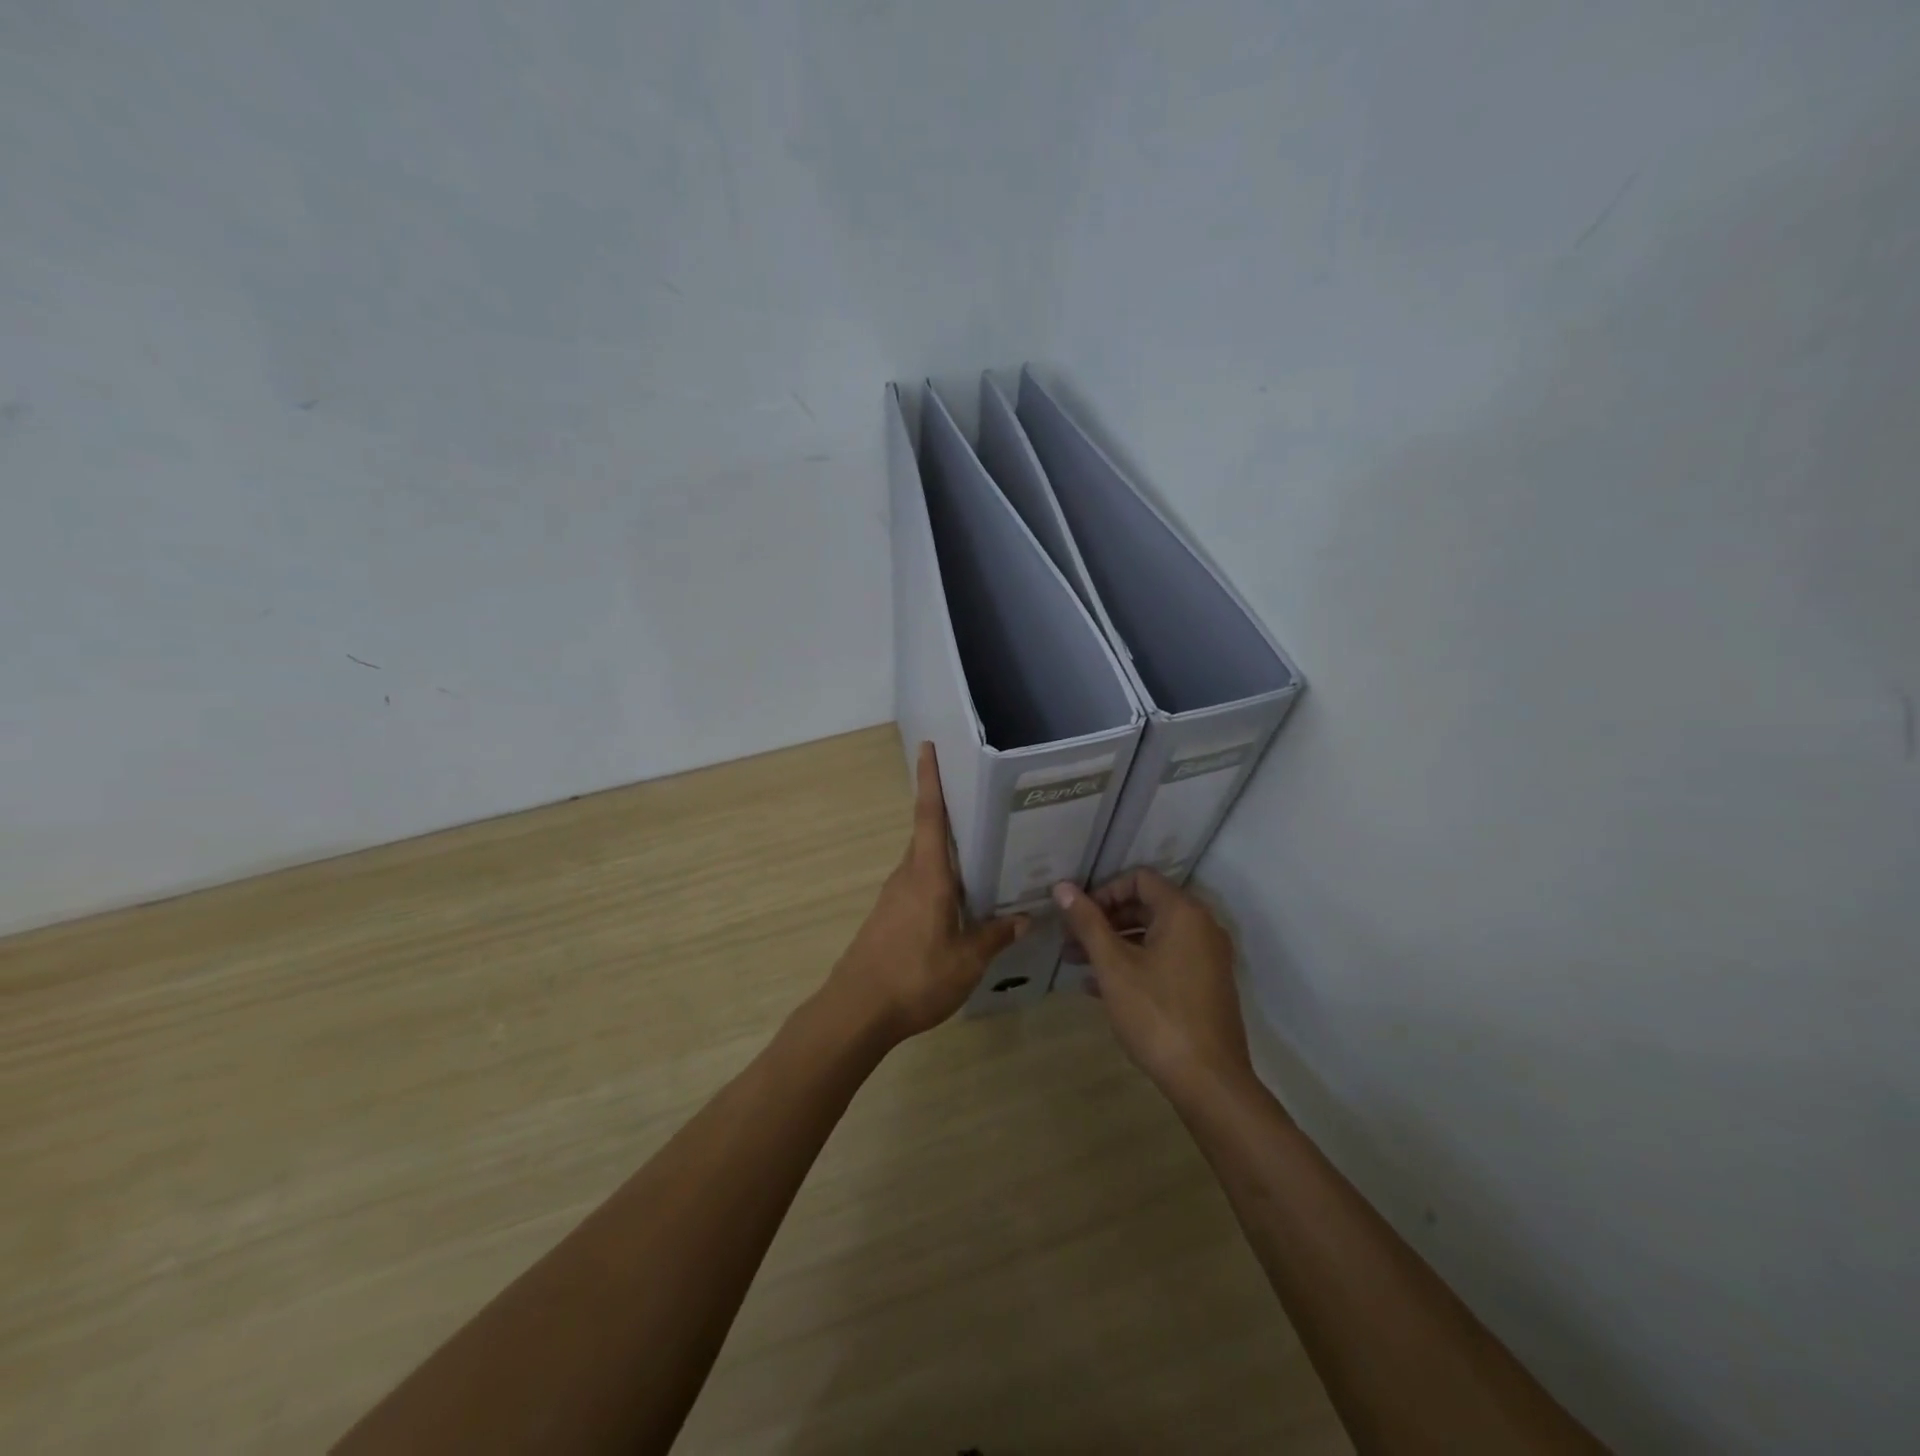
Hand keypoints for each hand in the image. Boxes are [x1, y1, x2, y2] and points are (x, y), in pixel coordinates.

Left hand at [825, 743, 1026, 1043]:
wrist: (857, 1011)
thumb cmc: (915, 977)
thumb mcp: (967, 961)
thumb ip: (995, 935)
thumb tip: (1024, 918)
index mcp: (927, 876)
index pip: (928, 816)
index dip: (929, 780)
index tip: (927, 747)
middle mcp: (907, 876)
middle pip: (926, 834)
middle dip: (947, 813)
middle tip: (981, 802)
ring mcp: (893, 897)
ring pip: (923, 861)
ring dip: (945, 851)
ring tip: (982, 852)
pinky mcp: (888, 917)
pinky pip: (918, 884)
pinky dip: (939, 879)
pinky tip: (960, 899)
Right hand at [1052, 869, 1252, 1097]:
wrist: (1209, 1081)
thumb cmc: (1157, 1014)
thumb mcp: (1114, 966)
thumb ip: (1088, 922)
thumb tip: (1062, 887)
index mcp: (1183, 913)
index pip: (1139, 879)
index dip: (1104, 891)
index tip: (1077, 916)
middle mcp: (1202, 928)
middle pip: (1146, 907)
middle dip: (1105, 921)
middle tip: (1070, 942)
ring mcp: (1207, 959)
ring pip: (1153, 937)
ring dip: (1115, 945)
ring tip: (1078, 966)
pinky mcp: (1206, 986)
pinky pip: (1166, 961)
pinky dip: (1135, 965)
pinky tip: (1101, 988)